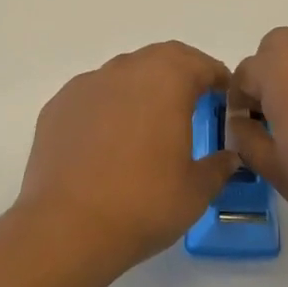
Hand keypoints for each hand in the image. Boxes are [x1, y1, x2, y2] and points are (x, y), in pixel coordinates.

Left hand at [14, 41, 240, 278]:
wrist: (67, 227)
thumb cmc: (143, 204)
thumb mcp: (196, 191)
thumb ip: (218, 167)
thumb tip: (229, 157)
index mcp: (166, 81)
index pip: (199, 64)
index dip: (216, 77)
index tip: (224, 94)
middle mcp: (125, 71)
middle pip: (160, 58)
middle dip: (180, 73)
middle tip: (193, 101)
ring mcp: (86, 85)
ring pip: (123, 73)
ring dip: (142, 87)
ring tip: (149, 121)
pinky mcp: (58, 106)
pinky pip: (93, 95)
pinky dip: (108, 106)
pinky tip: (109, 138)